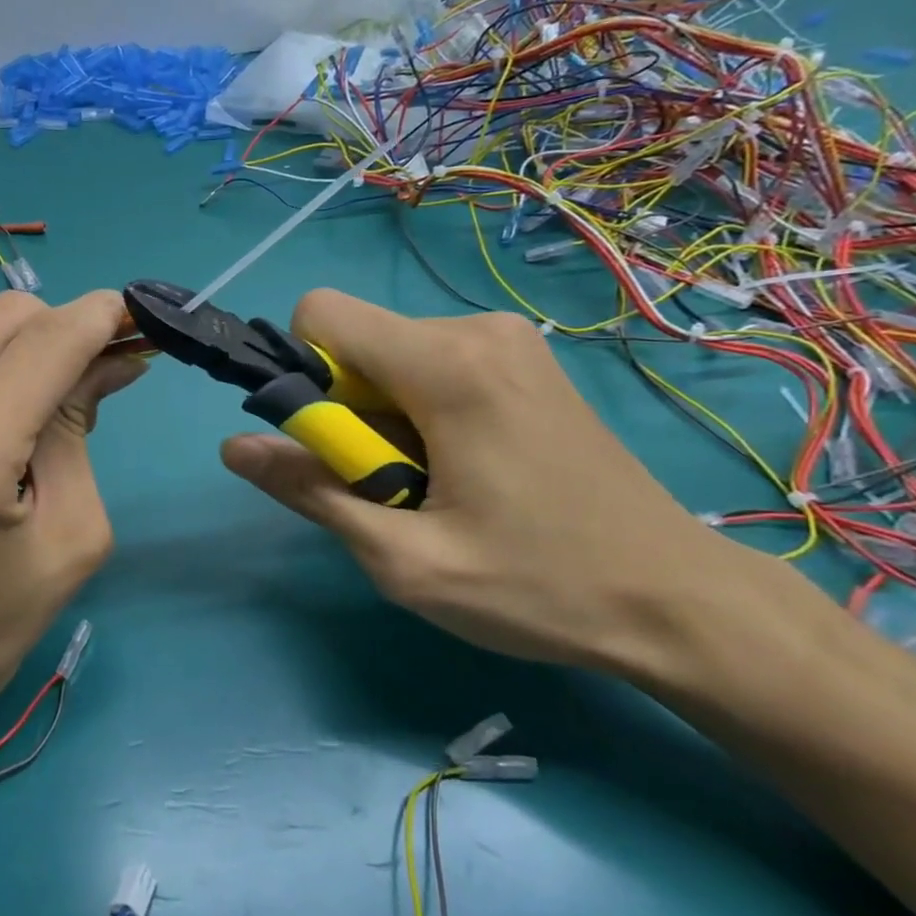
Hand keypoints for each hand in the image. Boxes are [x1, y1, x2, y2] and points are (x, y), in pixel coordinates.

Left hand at [0, 290, 144, 735]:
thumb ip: (80, 430)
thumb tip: (112, 358)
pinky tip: (2, 414)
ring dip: (27, 350)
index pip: (45, 343)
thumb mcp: (68, 536)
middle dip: (66, 331)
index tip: (143, 320)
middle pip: (9, 317)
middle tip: (102, 373)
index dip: (101, 318)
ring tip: (48, 407)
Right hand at [219, 289, 773, 670]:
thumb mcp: (404, 560)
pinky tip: (466, 469)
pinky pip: (432, 364)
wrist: (681, 601)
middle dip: (348, 410)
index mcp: (447, 365)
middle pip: (357, 342)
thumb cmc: (539, 587)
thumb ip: (311, 492)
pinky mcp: (525, 362)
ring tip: (435, 486)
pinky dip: (420, 411)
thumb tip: (234, 447)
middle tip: (393, 486)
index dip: (303, 376)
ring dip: (383, 416)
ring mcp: (509, 342)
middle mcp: (477, 330)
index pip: (321, 314)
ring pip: (390, 356)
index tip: (335, 445)